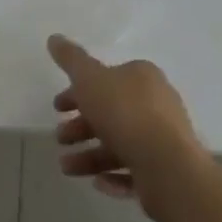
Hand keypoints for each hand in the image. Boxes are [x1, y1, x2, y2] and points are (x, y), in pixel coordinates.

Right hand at [49, 34, 208, 218]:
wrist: (166, 166)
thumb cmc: (125, 113)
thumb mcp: (90, 79)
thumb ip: (71, 60)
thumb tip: (54, 37)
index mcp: (143, 77)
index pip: (106, 79)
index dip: (78, 91)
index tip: (58, 107)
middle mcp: (157, 104)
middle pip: (111, 112)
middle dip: (81, 126)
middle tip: (60, 138)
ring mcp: (164, 139)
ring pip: (120, 144)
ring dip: (91, 155)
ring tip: (67, 167)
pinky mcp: (167, 172)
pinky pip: (135, 172)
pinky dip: (114, 177)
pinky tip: (97, 183)